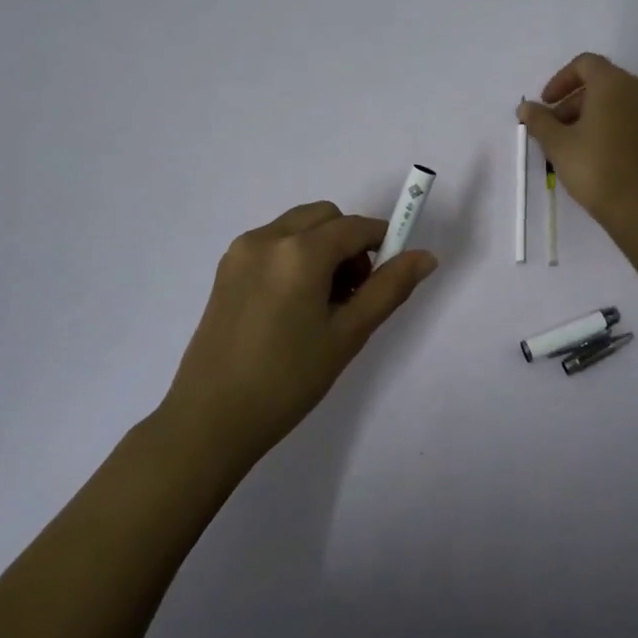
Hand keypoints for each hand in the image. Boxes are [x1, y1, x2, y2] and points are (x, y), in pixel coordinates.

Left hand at [162, 201, 437, 465]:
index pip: (355, 227)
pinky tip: (293, 305)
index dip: (382, 242)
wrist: (210, 419)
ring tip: (323, 303)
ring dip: (321, 248)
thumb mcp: (347, 335)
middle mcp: (268, 238)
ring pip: (298, 227)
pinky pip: (273, 243)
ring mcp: (241, 251)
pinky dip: (295, 256)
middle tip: (353, 293)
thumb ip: (389, 288)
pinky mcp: (226, 269)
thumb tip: (426, 256)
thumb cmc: (288, 379)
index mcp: (300, 251)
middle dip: (349, 242)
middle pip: (325, 217)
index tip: (390, 276)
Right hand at [519, 53, 637, 239]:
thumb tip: (526, 107)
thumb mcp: (558, 145)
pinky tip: (598, 153)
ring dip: (593, 115)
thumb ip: (540, 121)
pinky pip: (634, 118)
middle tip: (554, 131)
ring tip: (574, 145)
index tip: (546, 104)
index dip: (560, 80)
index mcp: (615, 83)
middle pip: (602, 83)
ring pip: (619, 102)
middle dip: (573, 103)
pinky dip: (614, 125)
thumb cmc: (597, 169)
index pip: (585, 64)